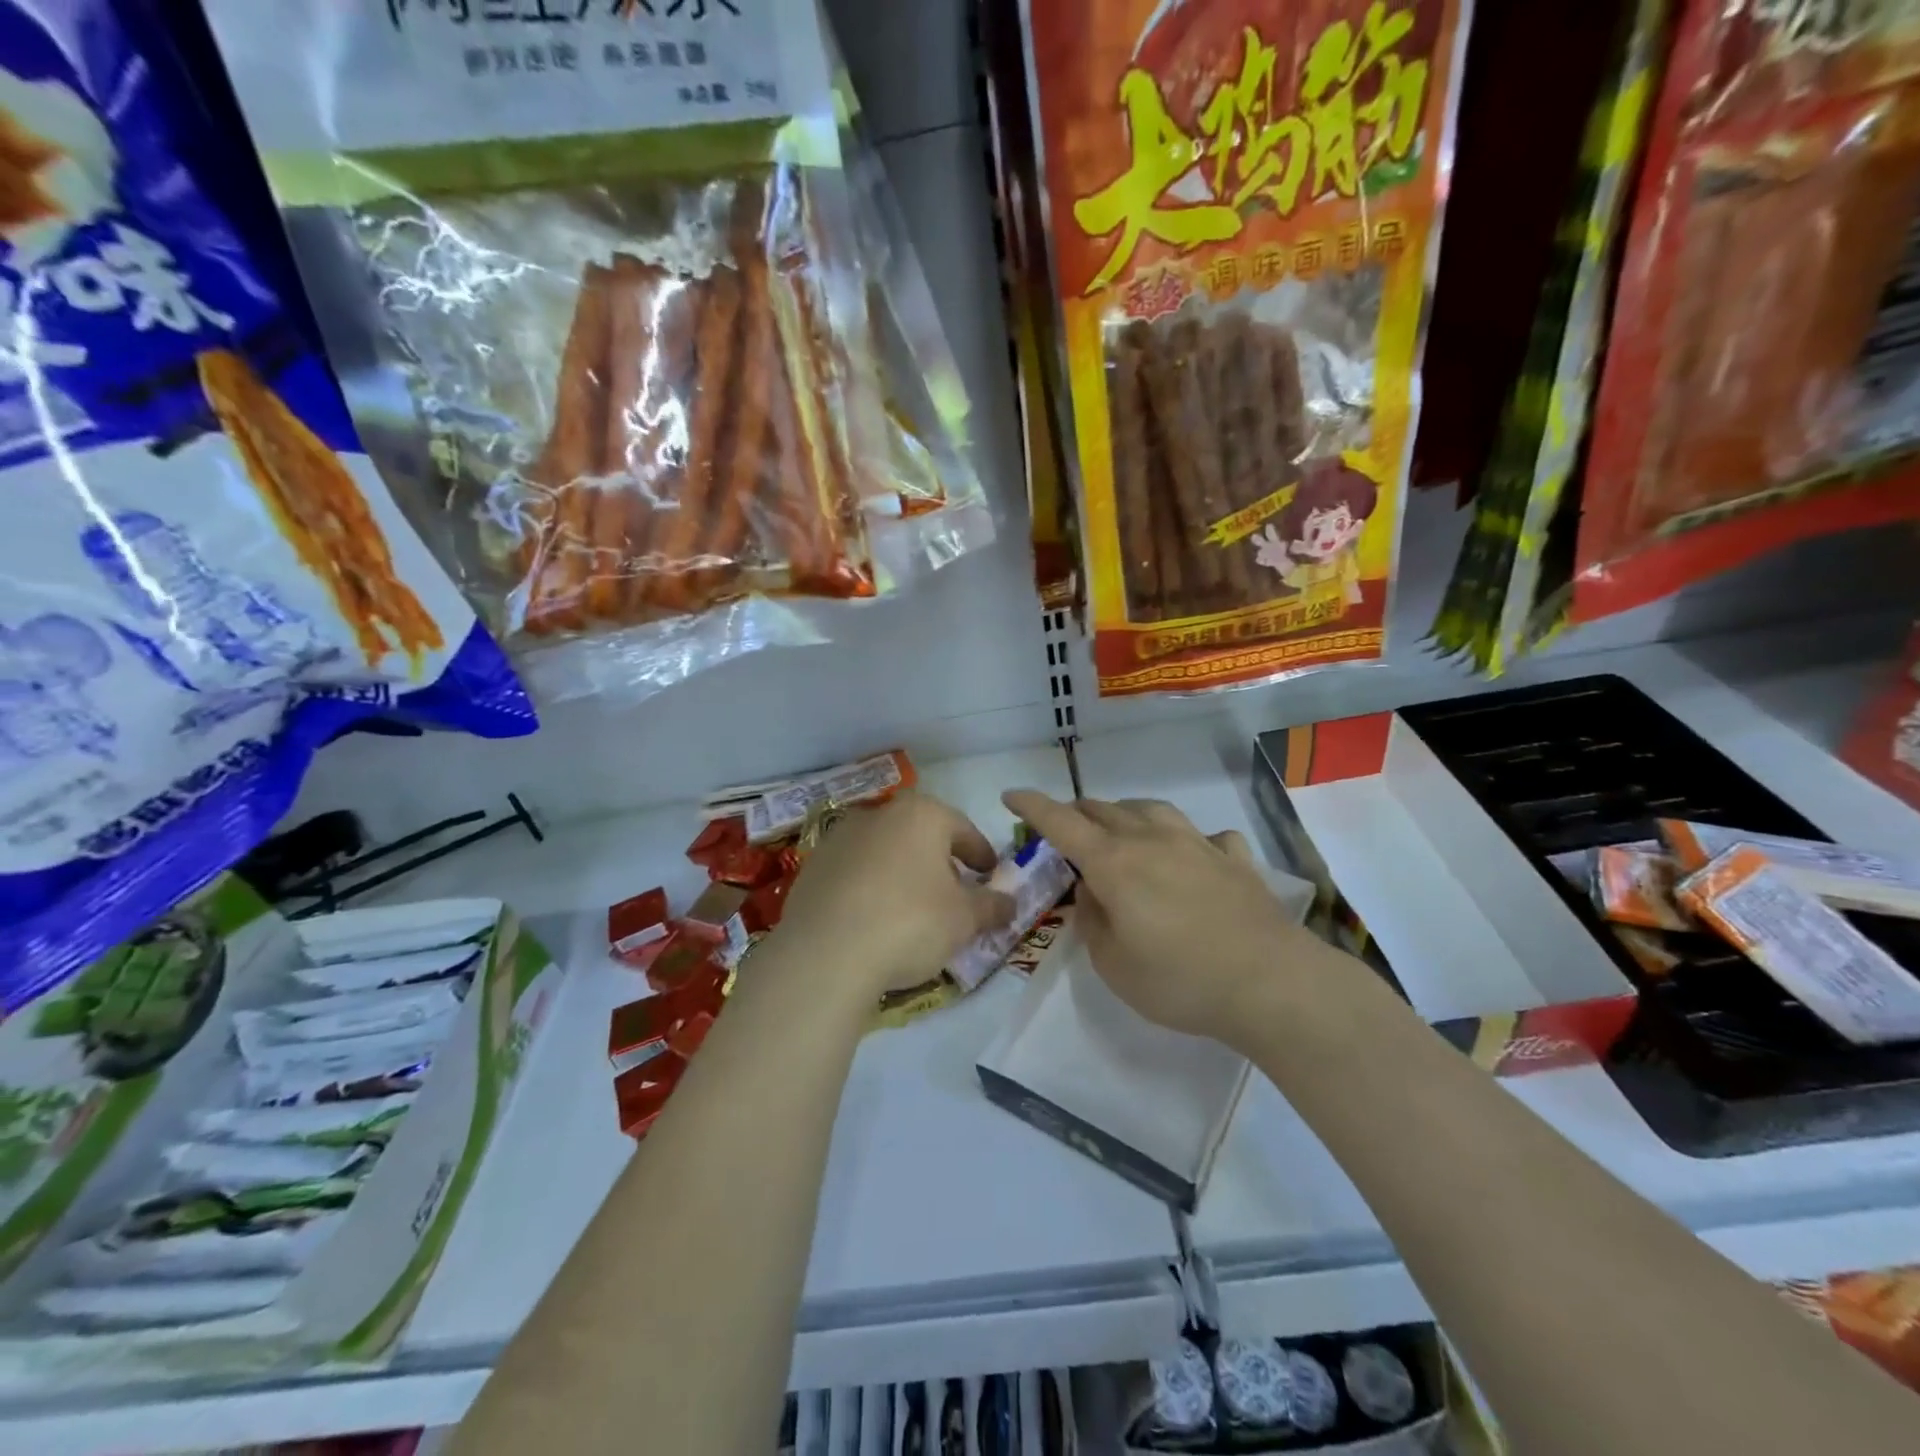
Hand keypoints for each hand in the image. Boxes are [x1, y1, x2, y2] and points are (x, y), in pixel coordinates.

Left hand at [773, 791, 1016, 1002]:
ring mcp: (840, 838)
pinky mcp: (813, 866)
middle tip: (955, 893)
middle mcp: (879, 814)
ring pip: (885, 850)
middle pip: (921, 835)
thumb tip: (1009, 902)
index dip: (982, 854)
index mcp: (921, 814)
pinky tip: (874, 918)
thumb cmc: (909, 923)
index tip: (990, 875)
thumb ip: (991, 906)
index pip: (963, 830)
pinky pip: (855, 872)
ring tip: (913, 908)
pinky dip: (870, 887)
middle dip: (941, 861)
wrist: (825, 954)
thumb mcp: (964, 920)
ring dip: (903, 872)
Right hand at [1002, 790, 1310, 1041]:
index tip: (1011, 795)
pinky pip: (1205, 836)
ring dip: (1126, 814)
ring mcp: (1198, 844)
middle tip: (1064, 828)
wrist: (1270, 983)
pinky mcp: (1235, 859)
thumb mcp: (1113, 964)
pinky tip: (1194, 854)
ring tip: (1121, 828)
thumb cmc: (1179, 979)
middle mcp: (1152, 840)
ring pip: (1151, 810)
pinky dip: (1188, 840)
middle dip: (1076, 812)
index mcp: (1114, 863)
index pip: (1062, 822)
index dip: (1032, 805)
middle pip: (1104, 810)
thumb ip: (1091, 921)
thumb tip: (1090, 891)